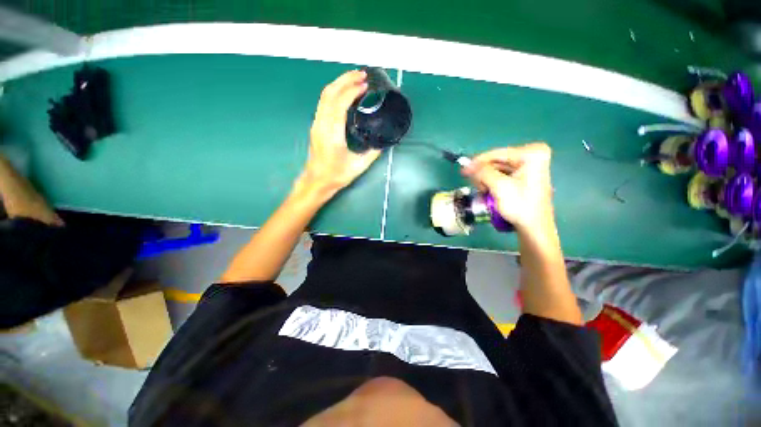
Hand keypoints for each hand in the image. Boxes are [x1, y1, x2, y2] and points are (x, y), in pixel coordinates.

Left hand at [298, 70, 381, 198]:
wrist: (317, 181)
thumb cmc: (337, 176)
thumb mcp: (359, 166)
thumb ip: (373, 153)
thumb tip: (383, 142)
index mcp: (332, 134)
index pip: (339, 103)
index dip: (352, 90)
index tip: (365, 85)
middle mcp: (322, 125)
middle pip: (329, 93)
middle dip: (345, 79)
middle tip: (362, 74)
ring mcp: (316, 124)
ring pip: (324, 96)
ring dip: (339, 83)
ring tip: (354, 78)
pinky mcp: (316, 126)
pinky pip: (323, 103)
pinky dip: (334, 92)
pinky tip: (344, 93)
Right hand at [462, 143, 553, 230]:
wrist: (534, 227)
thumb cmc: (520, 206)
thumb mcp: (500, 187)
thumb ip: (483, 172)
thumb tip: (468, 165)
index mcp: (532, 154)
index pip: (497, 153)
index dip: (478, 162)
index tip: (463, 171)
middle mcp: (532, 155)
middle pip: (497, 160)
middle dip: (483, 173)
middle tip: (475, 186)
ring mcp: (529, 166)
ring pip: (497, 168)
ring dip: (486, 179)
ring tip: (483, 191)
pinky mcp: (524, 175)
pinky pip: (501, 174)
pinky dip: (492, 182)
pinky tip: (488, 190)